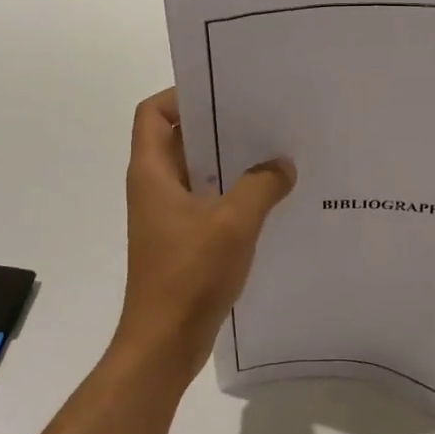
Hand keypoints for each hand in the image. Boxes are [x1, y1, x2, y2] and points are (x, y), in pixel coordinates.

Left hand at [111, 89, 295, 386]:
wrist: (165, 341)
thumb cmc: (190, 275)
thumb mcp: (233, 223)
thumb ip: (261, 186)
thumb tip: (282, 164)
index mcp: (152, 173)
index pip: (153, 113)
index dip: (181, 94)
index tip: (224, 92)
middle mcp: (155, 187)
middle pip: (180, 138)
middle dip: (217, 125)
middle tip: (262, 116)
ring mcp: (168, 215)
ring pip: (198, 172)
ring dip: (230, 161)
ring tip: (274, 151)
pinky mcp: (183, 239)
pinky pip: (208, 201)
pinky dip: (233, 192)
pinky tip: (270, 197)